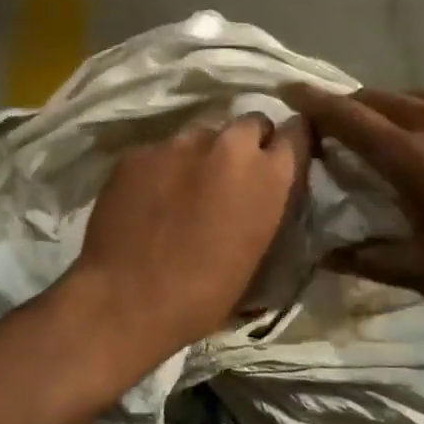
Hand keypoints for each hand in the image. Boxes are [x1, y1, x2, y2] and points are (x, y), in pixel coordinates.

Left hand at [68, 113, 308, 361]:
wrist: (127, 300)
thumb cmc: (204, 294)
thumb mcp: (256, 252)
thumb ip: (265, 206)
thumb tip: (260, 193)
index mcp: (268, 176)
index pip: (295, 133)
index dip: (289, 144)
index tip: (280, 157)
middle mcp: (229, 146)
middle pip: (249, 123)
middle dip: (246, 143)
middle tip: (231, 174)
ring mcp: (180, 144)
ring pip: (201, 135)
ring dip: (201, 155)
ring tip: (184, 187)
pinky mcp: (139, 151)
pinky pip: (160, 151)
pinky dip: (161, 168)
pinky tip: (148, 197)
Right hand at [283, 85, 423, 305]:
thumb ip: (369, 261)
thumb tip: (324, 256)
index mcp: (413, 159)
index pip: (348, 117)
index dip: (313, 101)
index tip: (288, 89)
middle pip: (378, 97)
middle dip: (349, 105)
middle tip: (338, 124)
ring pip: (416, 96)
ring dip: (391, 109)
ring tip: (390, 133)